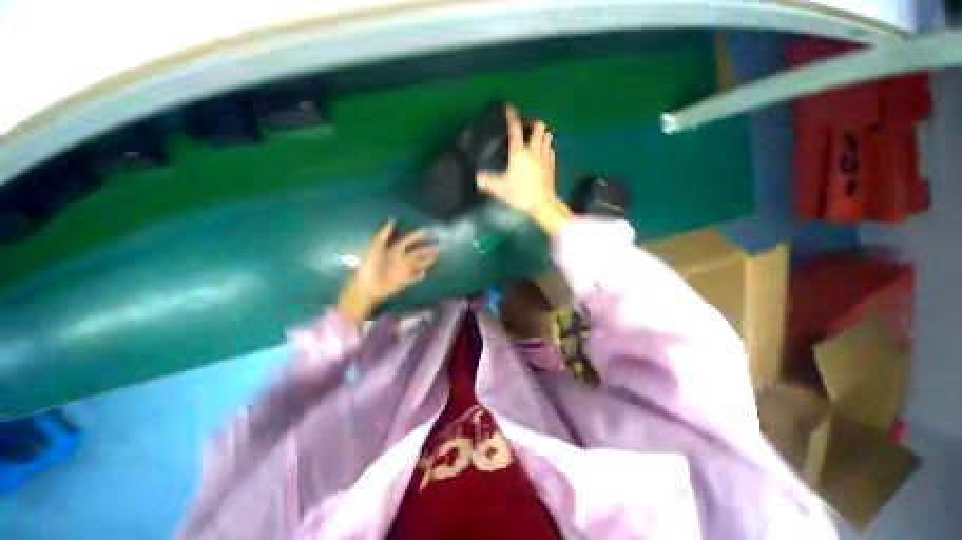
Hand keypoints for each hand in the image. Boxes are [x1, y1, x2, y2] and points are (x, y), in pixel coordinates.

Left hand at [337, 220, 439, 324]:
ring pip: (418, 264)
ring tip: (437, 256)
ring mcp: (403, 270)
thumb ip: (384, 234)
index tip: (424, 232)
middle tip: (437, 247)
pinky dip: (418, 276)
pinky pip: (413, 278)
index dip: (415, 237)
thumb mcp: (375, 247)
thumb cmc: (369, 265)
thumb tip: (392, 221)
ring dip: (427, 261)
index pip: (407, 242)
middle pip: (416, 253)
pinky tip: (424, 274)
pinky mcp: (403, 281)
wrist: (366, 285)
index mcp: (393, 250)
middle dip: (426, 250)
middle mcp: (400, 259)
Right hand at [476, 105, 571, 235]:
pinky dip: (548, 146)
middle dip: (533, 123)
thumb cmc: (521, 195)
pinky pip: (551, 149)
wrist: (542, 204)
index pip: (515, 130)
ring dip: (542, 133)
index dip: (512, 117)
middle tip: (527, 126)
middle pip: (538, 127)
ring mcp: (545, 157)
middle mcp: (534, 151)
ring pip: (547, 136)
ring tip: (536, 137)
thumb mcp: (501, 189)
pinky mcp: (552, 164)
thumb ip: (488, 182)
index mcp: (519, 153)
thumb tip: (477, 178)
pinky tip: (544, 151)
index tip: (510, 108)